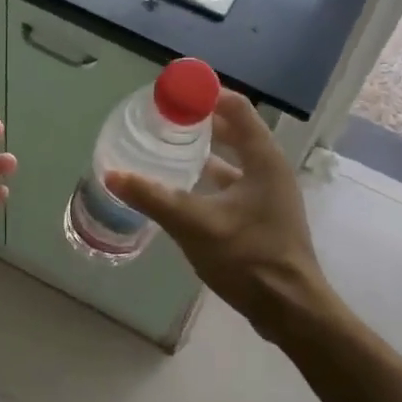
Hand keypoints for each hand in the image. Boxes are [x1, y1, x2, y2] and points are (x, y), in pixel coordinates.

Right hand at [105, 90, 329, 333]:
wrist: (289, 309)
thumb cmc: (248, 257)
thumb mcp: (195, 224)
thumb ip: (153, 197)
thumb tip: (112, 175)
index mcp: (263, 159)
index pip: (236, 107)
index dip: (205, 95)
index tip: (172, 93)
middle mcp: (270, 169)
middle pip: (235, 130)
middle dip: (201, 121)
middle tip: (164, 118)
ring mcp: (269, 195)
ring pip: (233, 160)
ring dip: (205, 151)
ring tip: (168, 148)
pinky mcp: (263, 217)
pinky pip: (233, 185)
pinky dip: (209, 179)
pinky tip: (183, 189)